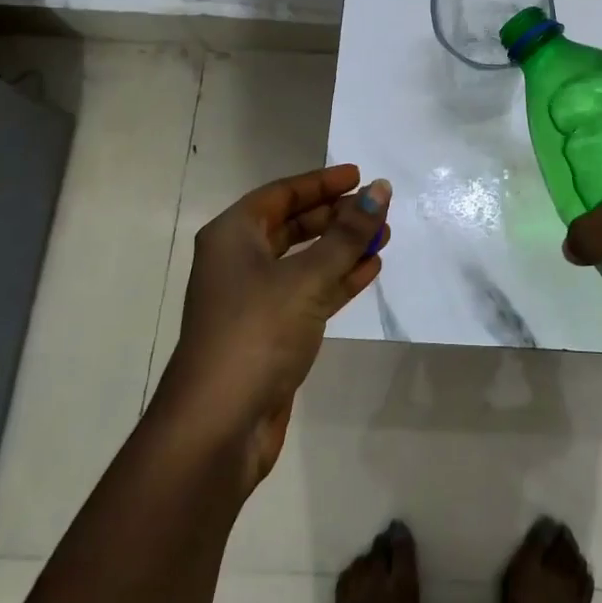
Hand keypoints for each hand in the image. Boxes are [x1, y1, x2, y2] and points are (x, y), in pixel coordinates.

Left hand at [163, 165, 390, 489]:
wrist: (218, 427)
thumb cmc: (257, 333)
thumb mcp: (307, 278)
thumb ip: (347, 234)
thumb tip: (380, 190)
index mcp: (233, 236)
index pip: (282, 194)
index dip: (321, 182)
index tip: (359, 175)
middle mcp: (239, 261)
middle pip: (293, 225)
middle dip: (336, 216)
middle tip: (377, 210)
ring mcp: (254, 299)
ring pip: (305, 260)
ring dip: (342, 248)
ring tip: (383, 237)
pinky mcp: (271, 332)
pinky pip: (309, 292)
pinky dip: (338, 279)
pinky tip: (369, 269)